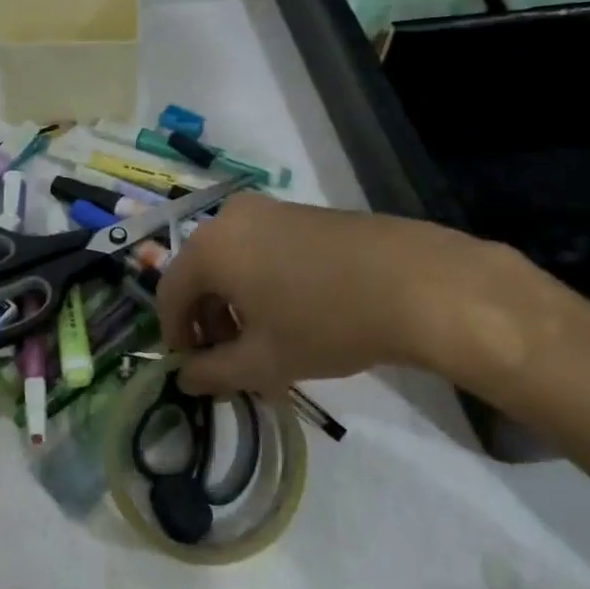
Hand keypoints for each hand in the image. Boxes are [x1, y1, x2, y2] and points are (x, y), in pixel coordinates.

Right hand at [157, 193, 518, 395]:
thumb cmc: (327, 323)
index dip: (175, 335)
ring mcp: (269, 209)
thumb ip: (213, 372)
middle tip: (227, 358)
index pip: (170, 294)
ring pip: (231, 260)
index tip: (190, 368)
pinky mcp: (302, 212)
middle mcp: (230, 218)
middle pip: (200, 274)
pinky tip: (290, 312)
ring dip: (233, 302)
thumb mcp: (264, 360)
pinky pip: (260, 248)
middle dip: (207, 320)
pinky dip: (259, 281)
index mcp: (210, 247)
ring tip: (261, 340)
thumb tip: (184, 379)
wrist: (419, 283)